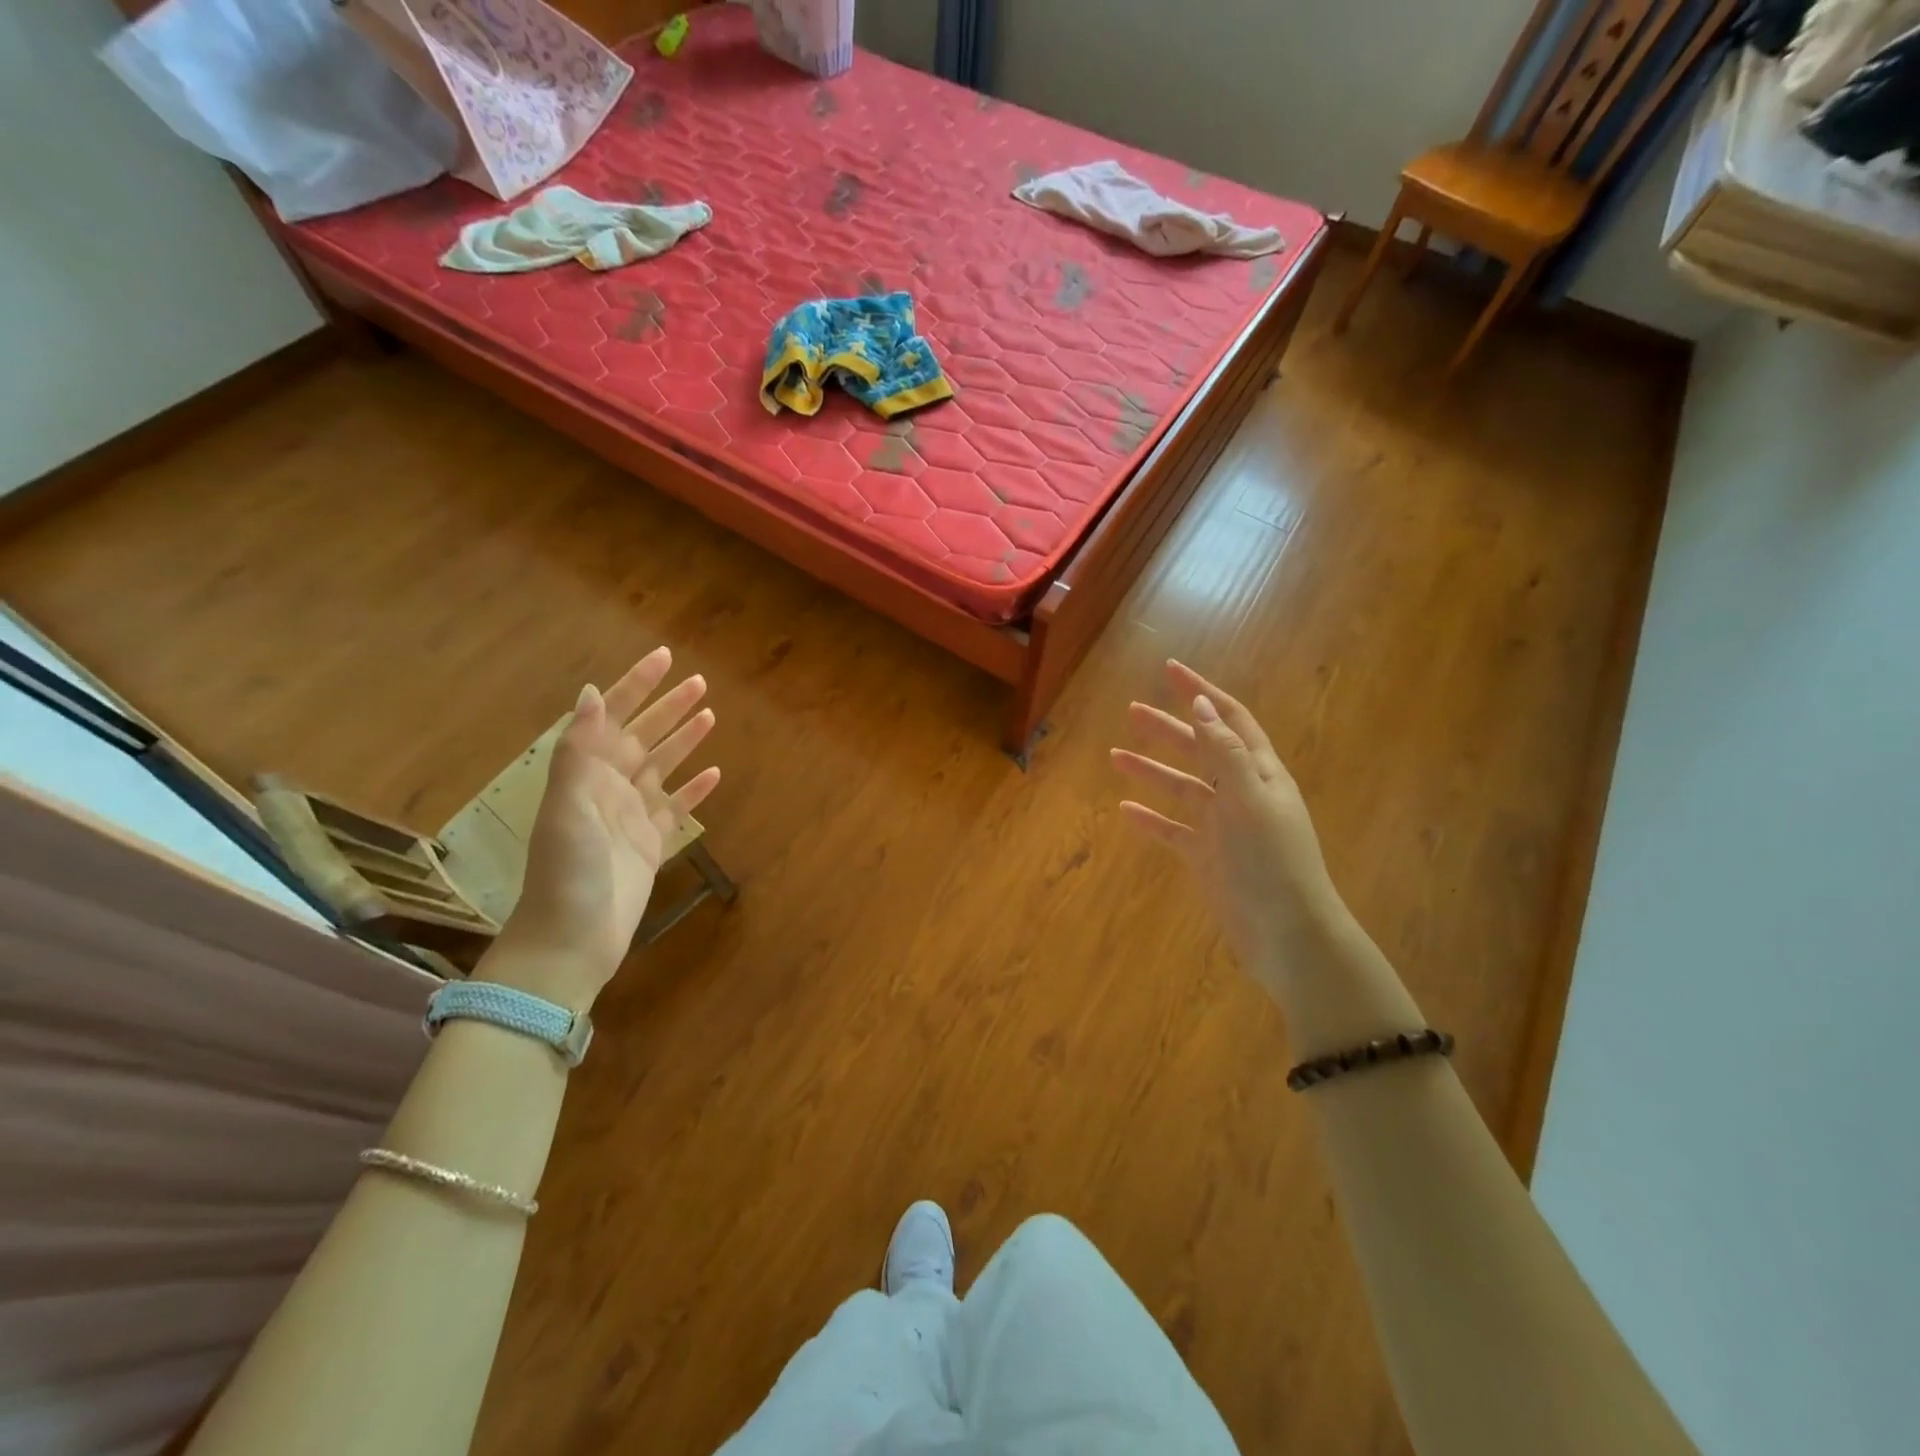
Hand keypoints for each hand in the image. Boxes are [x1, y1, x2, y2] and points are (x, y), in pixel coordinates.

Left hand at [480, 647, 719, 1012]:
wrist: (571, 940)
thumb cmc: (568, 871)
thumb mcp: (569, 807)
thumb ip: (581, 751)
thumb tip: (593, 692)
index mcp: (586, 774)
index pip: (614, 717)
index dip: (637, 686)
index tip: (665, 658)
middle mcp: (609, 788)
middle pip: (643, 737)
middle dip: (669, 707)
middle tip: (700, 682)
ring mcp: (631, 816)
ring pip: (662, 767)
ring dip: (684, 741)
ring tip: (710, 716)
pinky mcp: (651, 844)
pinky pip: (676, 808)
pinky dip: (693, 790)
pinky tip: (714, 775)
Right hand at [1111, 661, 1341, 1001]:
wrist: (1286, 932)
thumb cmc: (1273, 861)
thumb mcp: (1251, 799)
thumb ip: (1225, 752)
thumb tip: (1201, 706)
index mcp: (1260, 773)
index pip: (1228, 720)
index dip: (1202, 694)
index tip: (1171, 670)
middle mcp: (1241, 793)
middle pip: (1199, 749)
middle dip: (1168, 728)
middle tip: (1133, 710)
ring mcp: (1221, 826)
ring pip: (1180, 788)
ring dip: (1151, 769)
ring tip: (1115, 755)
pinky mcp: (1205, 857)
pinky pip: (1171, 830)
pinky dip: (1149, 819)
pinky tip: (1124, 811)